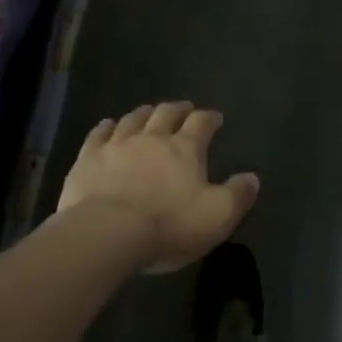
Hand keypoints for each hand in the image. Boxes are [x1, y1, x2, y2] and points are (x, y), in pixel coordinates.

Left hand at [57, 103, 258, 274]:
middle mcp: (152, 137)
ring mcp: (118, 144)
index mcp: (185, 148)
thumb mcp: (216, 216)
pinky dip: (106, 127)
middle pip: (167, 113)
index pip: (202, 123)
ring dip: (145, 113)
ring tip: (150, 112)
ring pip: (134, 119)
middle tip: (184, 108)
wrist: (106, 233)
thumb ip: (238, 195)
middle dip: (178, 109)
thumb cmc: (167, 225)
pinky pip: (99, 134)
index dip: (210, 118)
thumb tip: (252, 177)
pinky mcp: (89, 157)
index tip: (215, 118)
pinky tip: (108, 125)